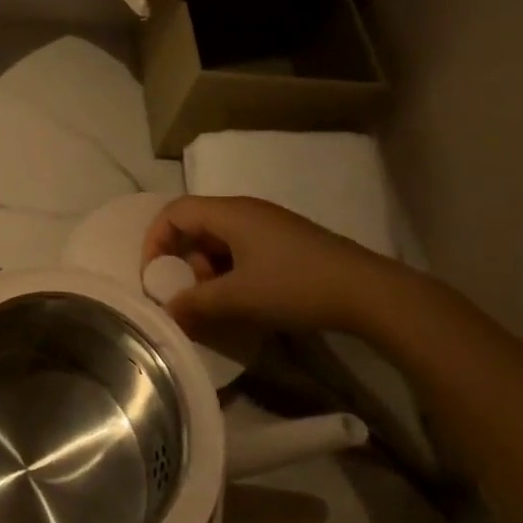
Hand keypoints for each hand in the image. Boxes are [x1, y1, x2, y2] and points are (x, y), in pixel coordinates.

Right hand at [141, 194, 399, 336]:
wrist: (369, 293)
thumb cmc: (296, 286)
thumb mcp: (239, 298)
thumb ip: (196, 304)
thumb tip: (167, 312)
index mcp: (230, 212)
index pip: (174, 212)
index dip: (155, 241)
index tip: (154, 276)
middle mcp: (246, 211)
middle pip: (196, 225)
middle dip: (183, 260)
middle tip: (188, 294)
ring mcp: (269, 225)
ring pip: (219, 240)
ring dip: (208, 270)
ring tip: (218, 302)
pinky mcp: (286, 242)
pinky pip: (242, 249)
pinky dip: (230, 272)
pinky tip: (243, 300)